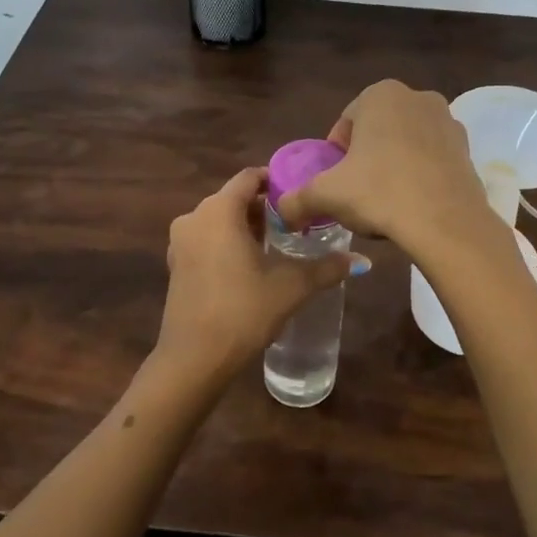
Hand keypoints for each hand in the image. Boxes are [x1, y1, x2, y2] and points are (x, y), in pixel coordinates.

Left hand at [154, 167, 366, 389]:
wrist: (194, 359)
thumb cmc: (243, 311)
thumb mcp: (291, 287)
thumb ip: (326, 268)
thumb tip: (361, 260)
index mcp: (219, 211)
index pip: (249, 177)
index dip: (276, 180)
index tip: (300, 195)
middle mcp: (194, 218)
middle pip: (233, 199)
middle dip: (264, 208)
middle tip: (295, 223)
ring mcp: (180, 243)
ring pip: (218, 221)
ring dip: (246, 227)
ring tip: (277, 245)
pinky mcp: (176, 266)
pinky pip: (206, 240)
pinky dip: (227, 244)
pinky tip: (250, 266)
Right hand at [277, 80, 494, 257]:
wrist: (445, 222)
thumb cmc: (379, 193)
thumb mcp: (326, 195)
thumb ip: (296, 199)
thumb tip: (281, 211)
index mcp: (380, 95)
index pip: (345, 124)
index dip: (336, 156)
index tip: (337, 183)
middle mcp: (417, 97)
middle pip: (377, 132)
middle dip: (366, 159)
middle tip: (359, 194)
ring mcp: (448, 121)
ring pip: (406, 145)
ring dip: (393, 167)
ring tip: (387, 203)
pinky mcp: (468, 149)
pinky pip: (432, 161)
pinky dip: (420, 176)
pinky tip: (413, 206)